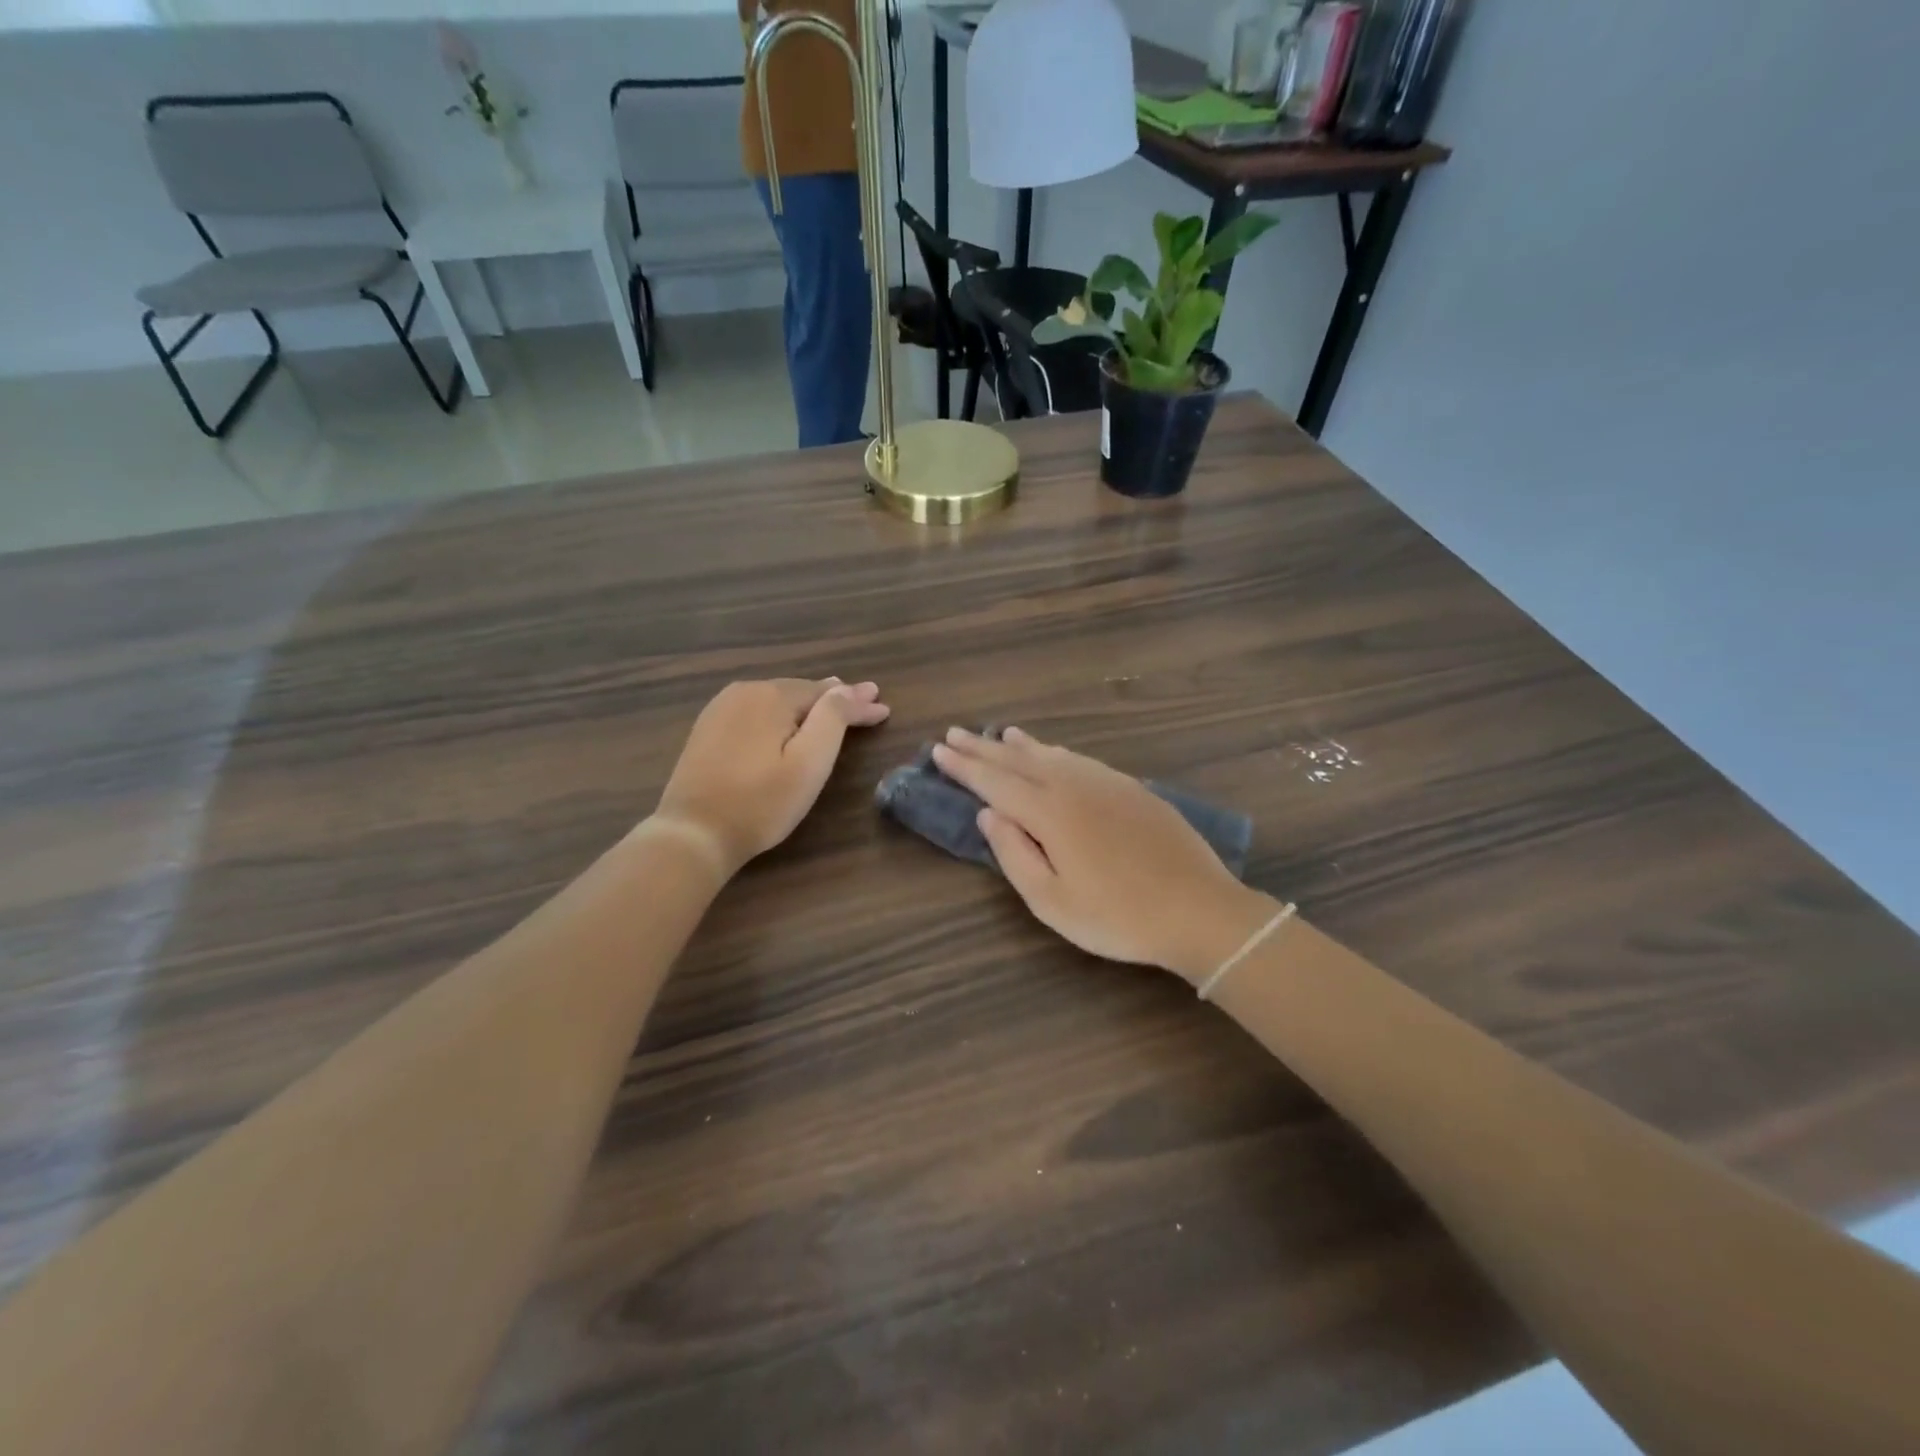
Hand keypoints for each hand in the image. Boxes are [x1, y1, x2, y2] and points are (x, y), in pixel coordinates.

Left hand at [655, 678, 889, 873]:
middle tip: (865, 700)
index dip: (858, 703)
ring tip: (833, 702)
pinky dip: (780, 713)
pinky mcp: (708, 729)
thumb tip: (848, 688)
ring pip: (776, 699)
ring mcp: (720, 709)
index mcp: (771, 696)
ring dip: (807, 703)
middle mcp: (744, 692)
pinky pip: (755, 711)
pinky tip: (788, 719)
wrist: (693, 833)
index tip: (884, 708)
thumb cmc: (761, 803)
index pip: (827, 694)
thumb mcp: (809, 763)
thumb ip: (832, 719)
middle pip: (801, 691)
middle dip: (834, 698)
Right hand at [932, 727, 1275, 984]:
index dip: (964, 767)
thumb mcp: (1052, 901)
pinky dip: (1056, 752)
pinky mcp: (1132, 789)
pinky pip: (1080, 760)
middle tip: (954, 733)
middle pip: (1019, 760)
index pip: (995, 782)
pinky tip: (1054, 753)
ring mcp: (1107, 783)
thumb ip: (1014, 854)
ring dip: (1020, 745)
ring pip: (1052, 754)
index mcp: (1049, 813)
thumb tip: (988, 814)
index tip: (938, 751)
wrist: (1199, 910)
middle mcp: (1074, 786)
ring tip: (998, 734)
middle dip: (983, 748)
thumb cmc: (1118, 917)